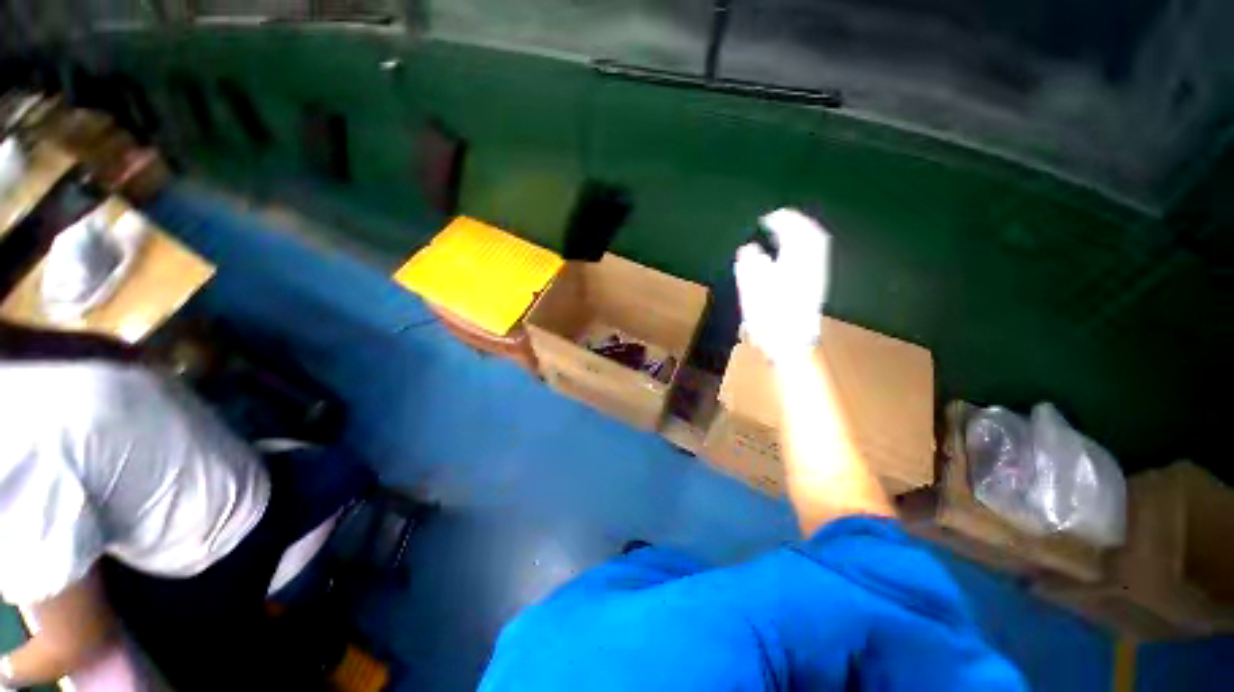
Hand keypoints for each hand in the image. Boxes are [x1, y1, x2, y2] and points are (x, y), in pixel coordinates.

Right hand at [734, 208, 830, 361]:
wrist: (789, 347)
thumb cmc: (768, 322)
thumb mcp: (753, 295)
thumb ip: (750, 268)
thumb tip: (748, 249)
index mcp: (795, 266)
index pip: (796, 235)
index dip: (784, 222)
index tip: (767, 218)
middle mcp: (810, 268)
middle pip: (811, 237)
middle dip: (796, 224)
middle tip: (778, 219)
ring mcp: (815, 278)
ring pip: (815, 247)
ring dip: (801, 234)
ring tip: (785, 230)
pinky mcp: (814, 288)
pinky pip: (814, 259)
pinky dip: (803, 249)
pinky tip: (792, 253)